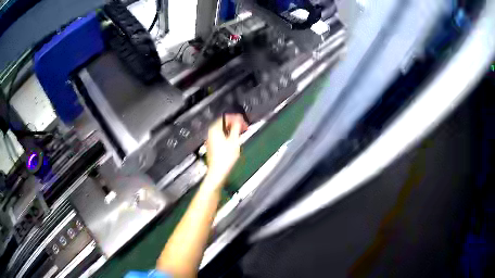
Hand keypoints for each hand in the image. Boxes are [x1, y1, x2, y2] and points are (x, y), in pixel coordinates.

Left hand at [205, 114, 247, 186]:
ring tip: (241, 132)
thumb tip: (239, 121)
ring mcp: (211, 140)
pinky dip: (229, 135)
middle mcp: (211, 133)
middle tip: (244, 126)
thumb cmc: (225, 159)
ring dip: (232, 129)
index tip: (243, 120)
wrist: (218, 172)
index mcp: (215, 129)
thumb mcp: (234, 141)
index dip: (236, 118)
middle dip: (234, 123)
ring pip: (223, 130)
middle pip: (224, 123)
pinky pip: (221, 136)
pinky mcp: (213, 146)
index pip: (226, 117)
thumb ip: (237, 128)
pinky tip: (235, 139)